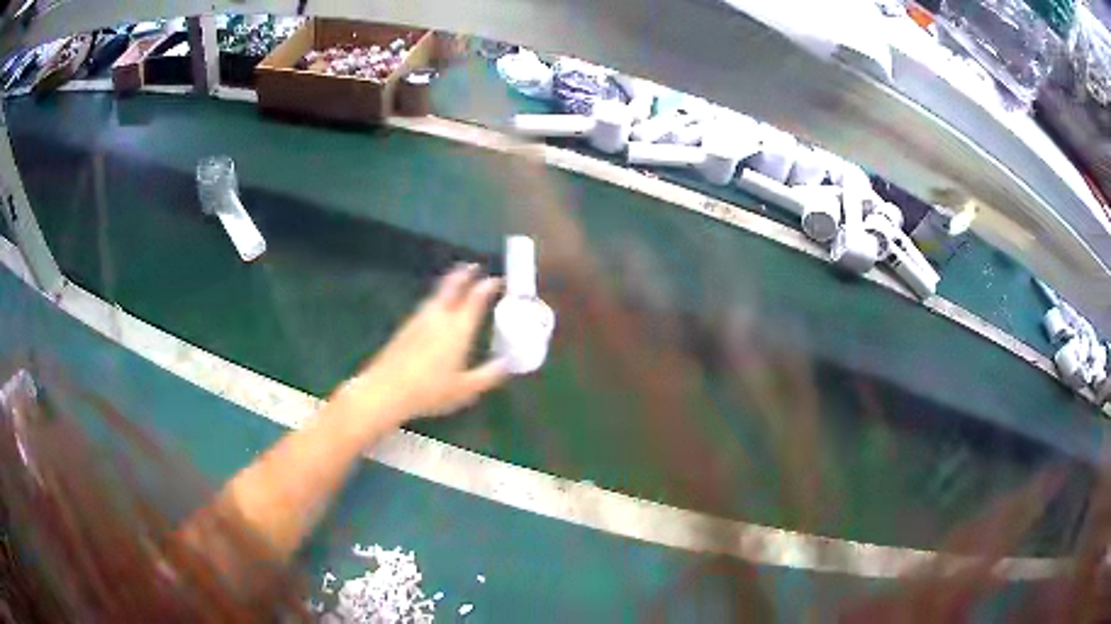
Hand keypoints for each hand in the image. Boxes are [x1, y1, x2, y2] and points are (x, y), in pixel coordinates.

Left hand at [342, 264, 508, 424]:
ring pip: (437, 294)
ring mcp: (420, 319)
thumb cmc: (430, 391)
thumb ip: (489, 375)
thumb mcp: (466, 389)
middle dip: (464, 274)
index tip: (497, 280)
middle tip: (473, 266)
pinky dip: (436, 299)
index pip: (476, 298)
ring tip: (456, 280)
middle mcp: (439, 317)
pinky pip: (426, 305)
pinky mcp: (406, 327)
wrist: (386, 390)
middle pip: (452, 286)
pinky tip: (436, 308)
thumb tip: (508, 363)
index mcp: (458, 329)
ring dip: (449, 284)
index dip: (488, 286)